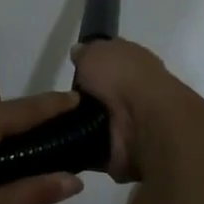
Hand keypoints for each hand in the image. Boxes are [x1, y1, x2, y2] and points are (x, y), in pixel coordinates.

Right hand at [71, 39, 172, 182]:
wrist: (145, 121)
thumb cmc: (122, 77)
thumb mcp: (96, 52)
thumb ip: (86, 53)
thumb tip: (79, 52)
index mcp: (134, 63)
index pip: (111, 62)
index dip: (92, 65)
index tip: (73, 72)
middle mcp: (136, 90)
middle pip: (103, 95)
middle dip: (84, 100)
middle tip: (59, 103)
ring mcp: (132, 123)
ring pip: (98, 122)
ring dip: (81, 125)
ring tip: (57, 124)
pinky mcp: (124, 151)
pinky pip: (95, 149)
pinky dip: (82, 148)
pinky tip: (65, 144)